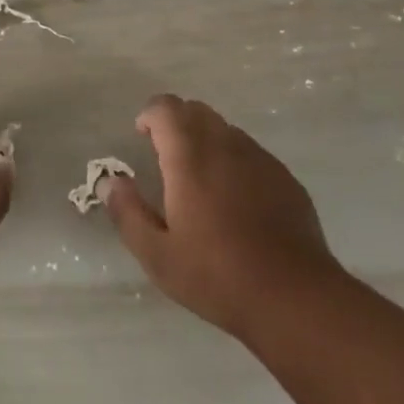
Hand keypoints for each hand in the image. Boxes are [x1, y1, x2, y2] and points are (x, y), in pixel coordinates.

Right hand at [104, 94, 341, 338]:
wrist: (294, 296)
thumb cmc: (217, 276)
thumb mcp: (158, 255)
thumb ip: (128, 212)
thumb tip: (110, 181)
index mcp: (190, 156)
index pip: (166, 108)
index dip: (150, 115)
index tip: (142, 136)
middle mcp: (225, 144)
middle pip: (196, 111)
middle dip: (176, 123)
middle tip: (166, 156)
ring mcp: (259, 158)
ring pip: (225, 129)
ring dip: (206, 140)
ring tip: (199, 181)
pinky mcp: (284, 176)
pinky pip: (251, 152)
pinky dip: (234, 160)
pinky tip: (236, 200)